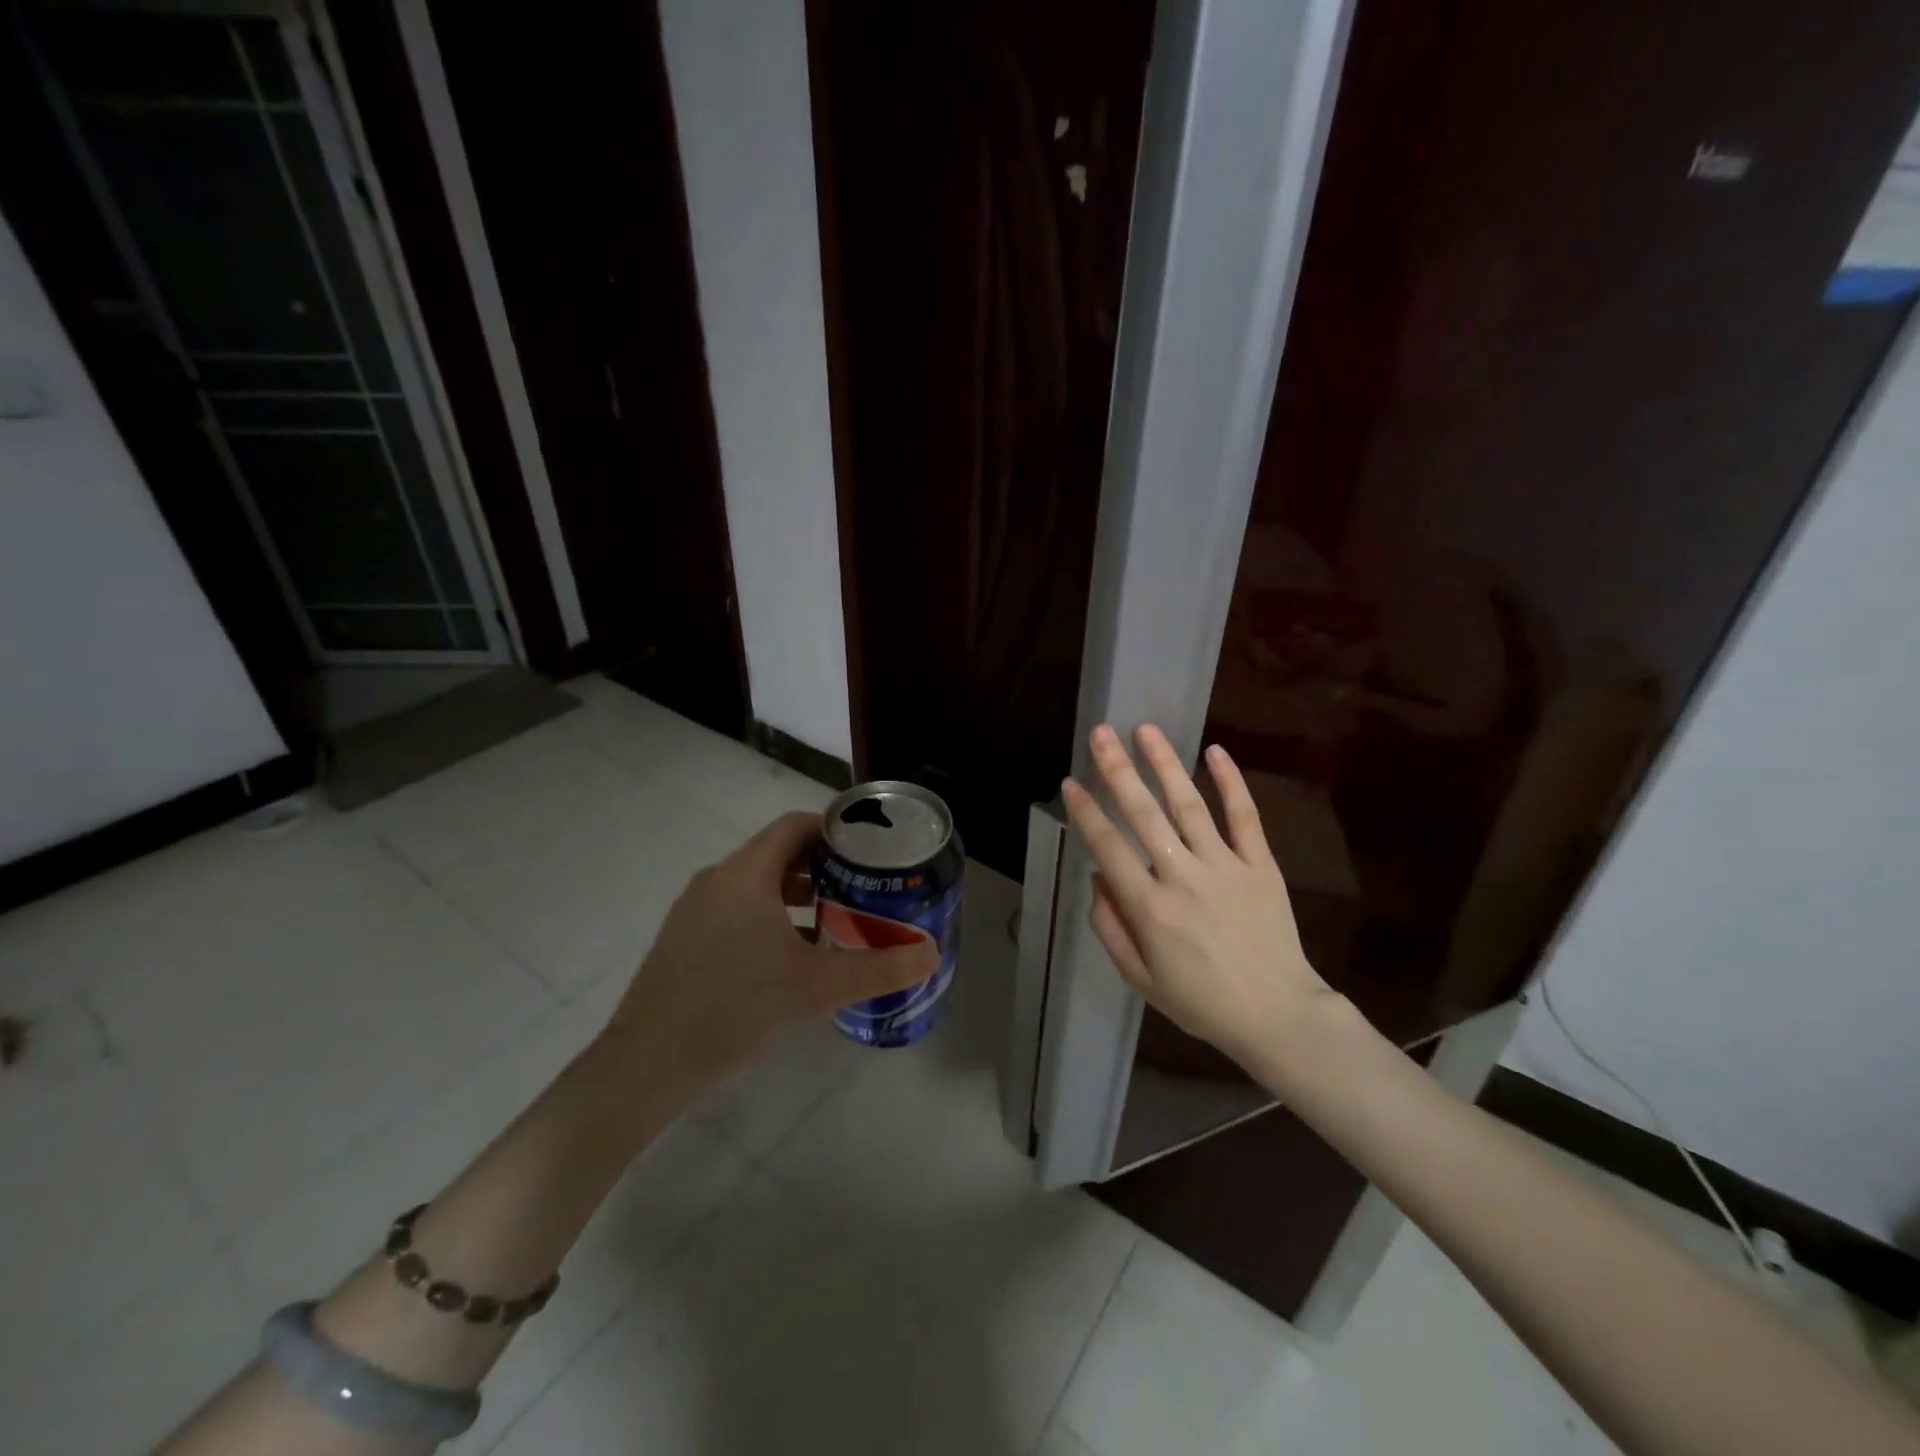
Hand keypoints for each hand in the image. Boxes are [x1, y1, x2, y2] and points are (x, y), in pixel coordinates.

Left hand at [597, 811, 937, 1100]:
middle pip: (777, 853)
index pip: (794, 826)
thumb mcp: (815, 986)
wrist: (647, 1063)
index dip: (833, 830)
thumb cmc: (735, 1007)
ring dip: (796, 893)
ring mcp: (695, 909)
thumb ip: (878, 968)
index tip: (867, 850)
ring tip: (834, 920)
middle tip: (861, 886)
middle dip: (822, 865)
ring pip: (756, 883)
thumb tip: (931, 955)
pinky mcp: (684, 938)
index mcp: (746, 874)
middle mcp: (718, 880)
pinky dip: (769, 916)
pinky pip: (736, 908)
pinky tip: (790, 955)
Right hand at [1061, 724, 1339, 1072]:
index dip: (1086, 812)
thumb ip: (1110, 927)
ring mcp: (1225, 867)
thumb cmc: (1201, 1002)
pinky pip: (1245, 816)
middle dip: (1118, 771)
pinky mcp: (1260, 865)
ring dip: (1165, 764)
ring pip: (1190, 805)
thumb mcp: (1140, 978)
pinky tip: (1215, 751)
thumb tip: (1098, 876)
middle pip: (1144, 814)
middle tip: (1100, 734)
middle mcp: (1183, 878)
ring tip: (1145, 730)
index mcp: (1149, 909)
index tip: (1069, 782)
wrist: (1277, 1015)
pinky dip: (1231, 782)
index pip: (1108, 847)